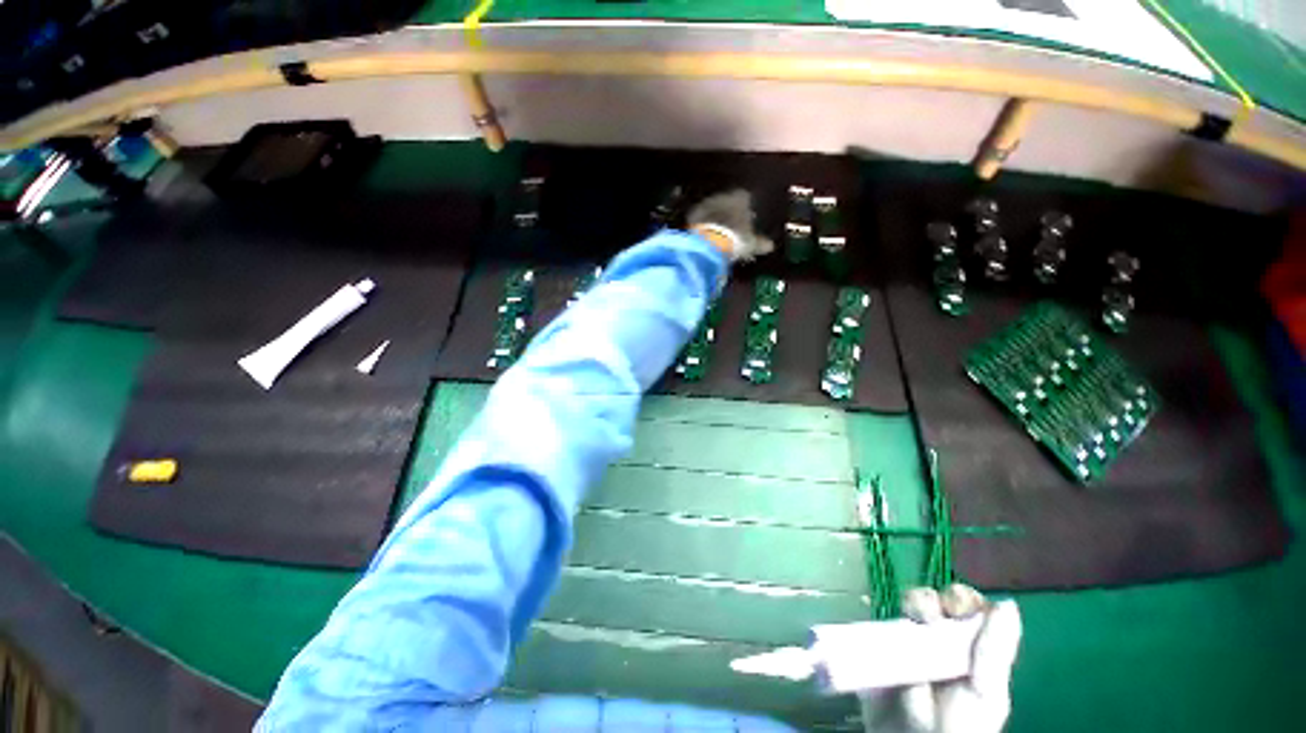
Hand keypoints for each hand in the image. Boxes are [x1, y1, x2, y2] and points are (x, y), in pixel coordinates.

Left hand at [686, 189, 774, 261]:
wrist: (710, 243)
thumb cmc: (736, 240)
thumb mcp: (752, 244)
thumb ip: (761, 243)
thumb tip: (770, 246)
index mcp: (741, 197)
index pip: (745, 198)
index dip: (745, 209)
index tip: (745, 220)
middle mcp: (723, 195)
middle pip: (727, 201)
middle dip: (729, 212)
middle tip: (730, 227)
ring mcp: (707, 203)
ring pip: (713, 207)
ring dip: (715, 217)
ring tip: (717, 232)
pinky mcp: (693, 214)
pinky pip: (700, 217)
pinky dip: (703, 224)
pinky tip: (705, 234)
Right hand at [861, 584, 1021, 732]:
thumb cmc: (960, 726)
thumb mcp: (986, 693)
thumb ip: (994, 651)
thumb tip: (1008, 603)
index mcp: (968, 648)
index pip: (966, 608)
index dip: (961, 598)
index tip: (957, 605)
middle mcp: (938, 639)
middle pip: (931, 601)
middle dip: (929, 599)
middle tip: (929, 615)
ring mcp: (907, 642)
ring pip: (903, 606)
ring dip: (907, 604)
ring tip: (912, 620)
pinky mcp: (878, 647)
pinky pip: (876, 622)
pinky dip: (878, 614)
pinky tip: (888, 624)